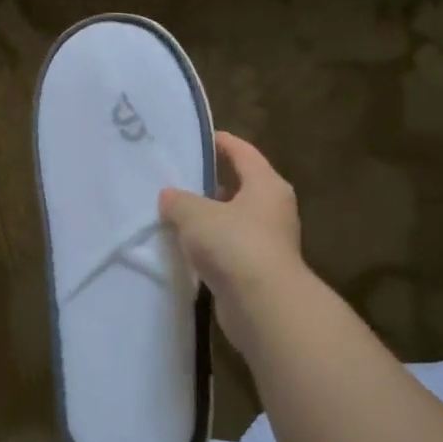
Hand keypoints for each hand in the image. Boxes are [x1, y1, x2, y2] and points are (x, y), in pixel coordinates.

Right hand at [160, 132, 307, 354]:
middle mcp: (273, 208)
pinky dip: (210, 245)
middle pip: (240, 186)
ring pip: (233, 219)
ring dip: (208, 217)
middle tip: (178, 178)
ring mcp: (268, 241)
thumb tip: (169, 196)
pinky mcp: (258, 269)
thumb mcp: (196, 214)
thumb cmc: (234, 245)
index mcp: (266, 185)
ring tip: (174, 213)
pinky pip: (229, 247)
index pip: (243, 152)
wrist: (263, 304)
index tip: (198, 137)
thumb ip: (179, 201)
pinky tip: (185, 247)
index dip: (221, 142)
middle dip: (210, 182)